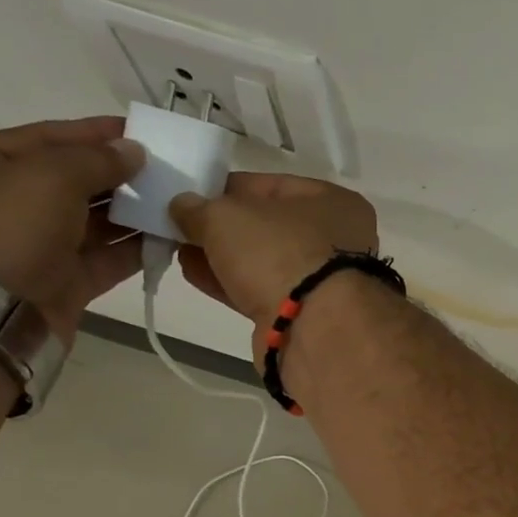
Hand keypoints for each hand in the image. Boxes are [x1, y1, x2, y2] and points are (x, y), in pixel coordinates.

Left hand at [0, 117, 145, 340]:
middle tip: (164, 169)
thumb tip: (133, 151)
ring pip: (90, 223)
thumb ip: (95, 159)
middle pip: (68, 181)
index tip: (137, 131)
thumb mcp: (48, 176)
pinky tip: (167, 237)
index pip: (41, 138)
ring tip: (173, 201)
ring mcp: (30, 248)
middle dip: (116, 176)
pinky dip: (133, 249)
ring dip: (131, 213)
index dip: (90, 133)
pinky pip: (102, 259)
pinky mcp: (59, 284)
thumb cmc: (4, 229)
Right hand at [170, 173, 378, 332]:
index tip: (191, 194)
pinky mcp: (307, 315)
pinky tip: (194, 275)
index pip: (273, 186)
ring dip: (223, 256)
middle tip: (180, 225)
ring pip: (265, 261)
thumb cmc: (279, 253)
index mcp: (334, 202)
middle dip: (223, 226)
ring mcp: (324, 281)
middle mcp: (338, 239)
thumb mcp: (226, 216)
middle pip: (269, 226)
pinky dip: (231, 282)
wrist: (314, 330)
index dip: (228, 187)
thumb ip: (199, 208)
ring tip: (179, 249)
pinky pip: (263, 291)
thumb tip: (183, 206)